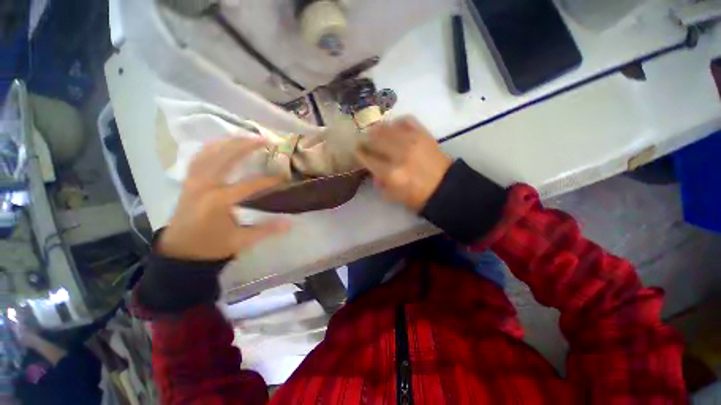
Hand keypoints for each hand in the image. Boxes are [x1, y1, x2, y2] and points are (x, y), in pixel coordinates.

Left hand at [158, 138, 290, 260]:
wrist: (179, 251)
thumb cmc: (210, 246)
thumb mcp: (240, 241)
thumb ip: (266, 230)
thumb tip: (289, 223)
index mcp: (219, 201)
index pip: (250, 185)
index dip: (269, 181)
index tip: (284, 177)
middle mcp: (204, 185)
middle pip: (226, 157)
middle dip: (246, 146)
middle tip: (265, 140)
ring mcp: (193, 180)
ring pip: (210, 152)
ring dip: (229, 142)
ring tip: (246, 137)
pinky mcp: (188, 181)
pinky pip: (200, 157)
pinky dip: (212, 147)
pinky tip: (222, 145)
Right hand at [356, 117, 451, 211]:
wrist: (444, 187)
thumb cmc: (417, 196)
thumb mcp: (393, 196)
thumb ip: (379, 182)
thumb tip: (372, 170)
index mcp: (391, 173)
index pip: (367, 158)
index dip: (359, 153)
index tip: (357, 151)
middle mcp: (399, 154)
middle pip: (374, 140)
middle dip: (365, 140)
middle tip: (364, 142)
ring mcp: (412, 141)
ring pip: (387, 128)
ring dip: (377, 130)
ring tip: (375, 132)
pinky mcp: (423, 134)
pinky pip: (405, 120)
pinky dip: (396, 122)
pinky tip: (394, 128)